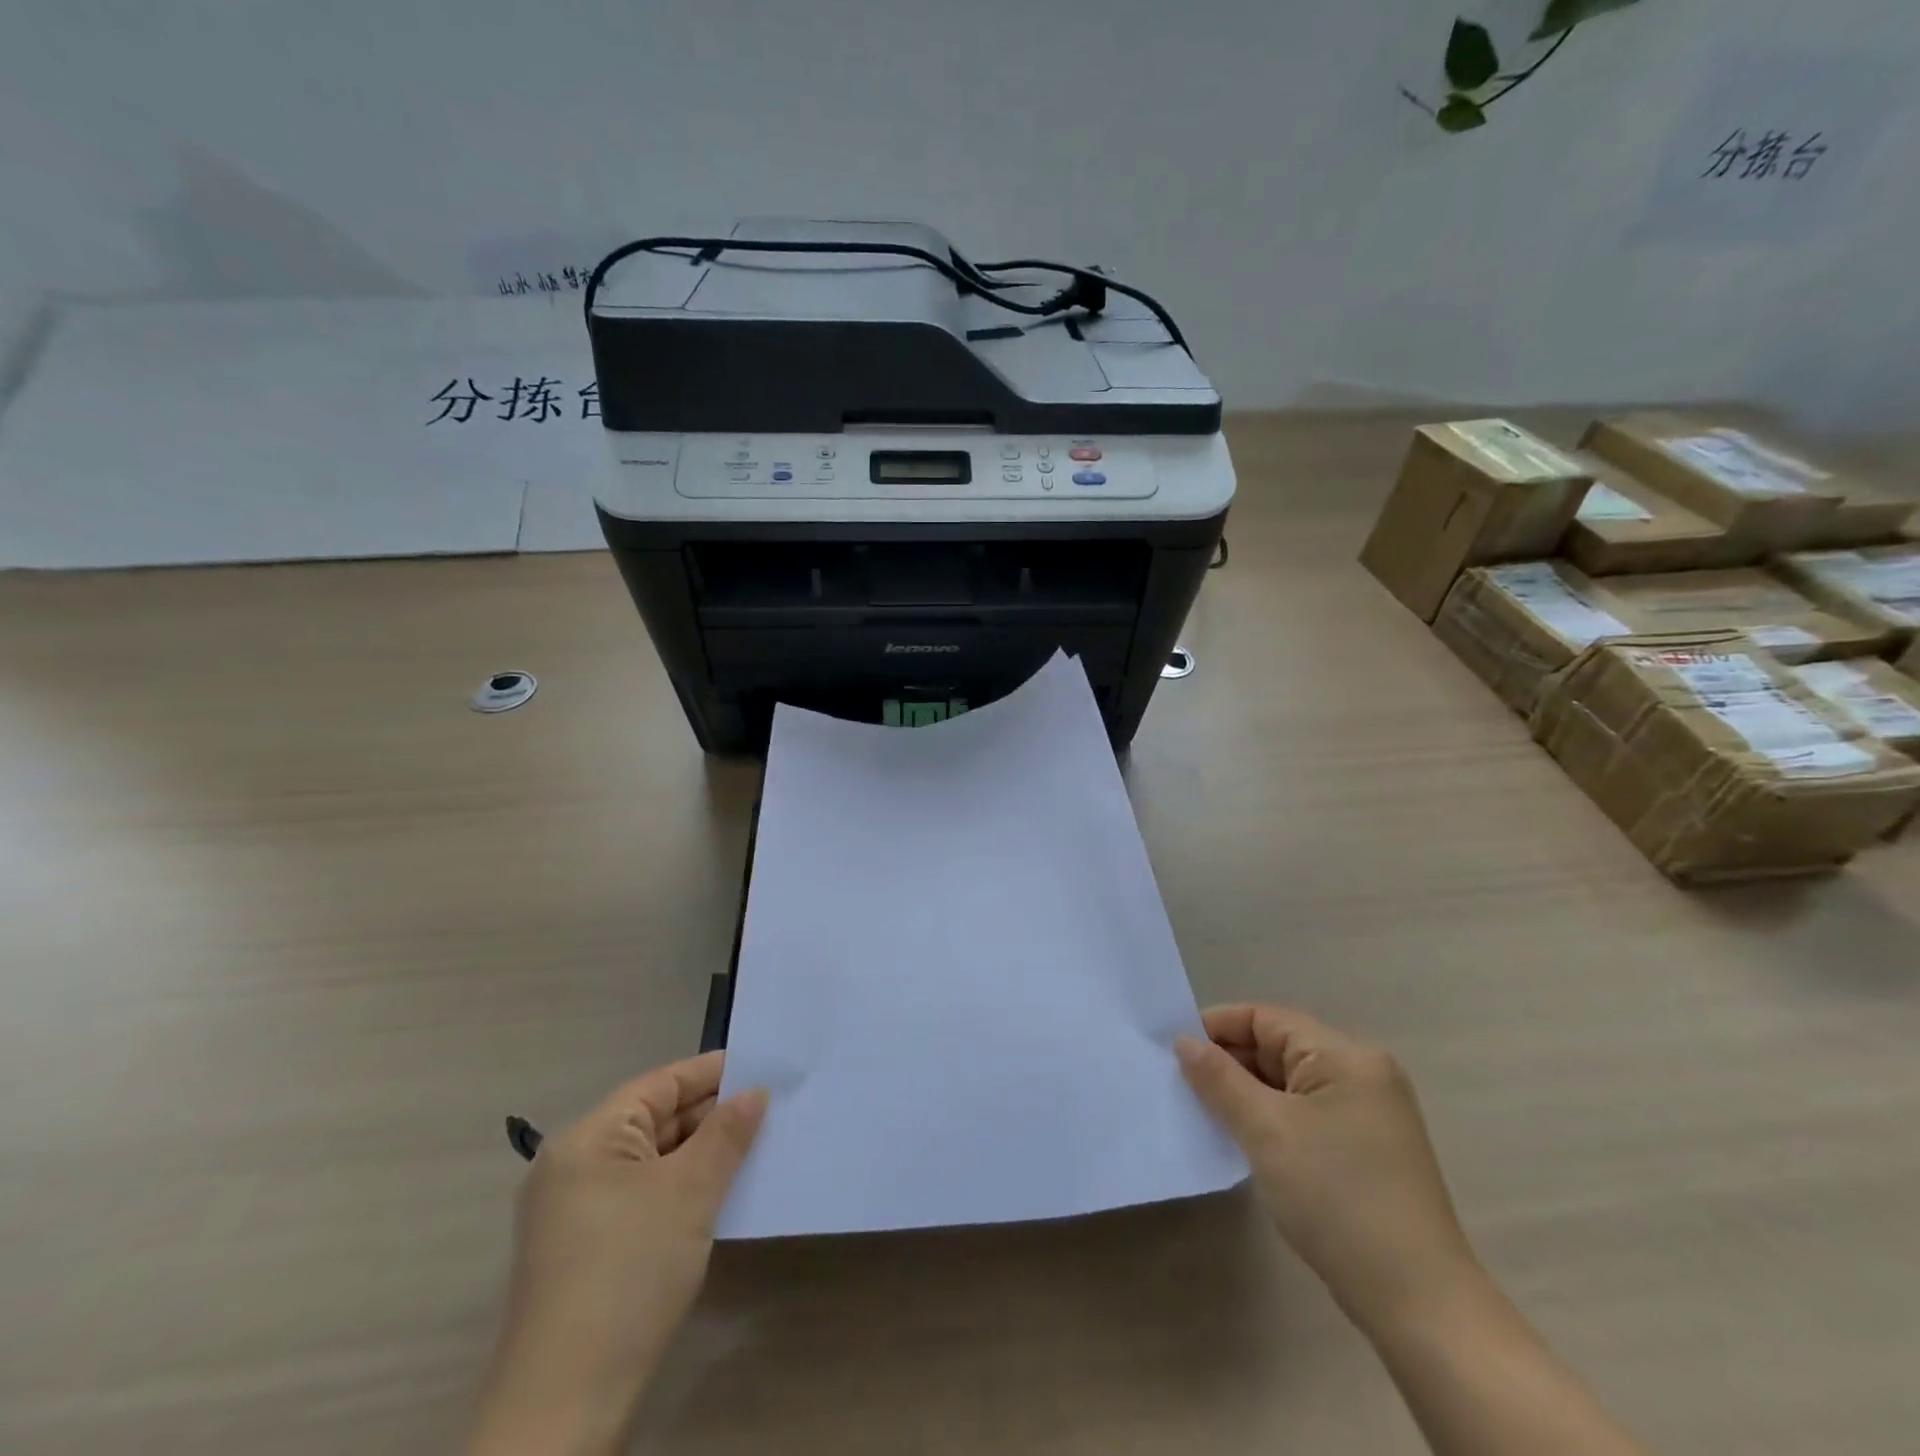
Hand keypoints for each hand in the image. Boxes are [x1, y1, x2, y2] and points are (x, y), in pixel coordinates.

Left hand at [466, 1052, 766, 1455]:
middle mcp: (574, 1164)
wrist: (563, 1405)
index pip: (660, 1084)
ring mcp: (574, 1210)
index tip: (761, 1065)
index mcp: (588, 1138)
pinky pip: (641, 1194)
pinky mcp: (583, 1249)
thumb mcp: (690, 1193)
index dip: (712, 1072)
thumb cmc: (629, 1273)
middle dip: (711, 1114)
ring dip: (700, 1153)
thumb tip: (754, 1092)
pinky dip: (680, 1186)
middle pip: (654, 1120)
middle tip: (769, 1108)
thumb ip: (726, 1134)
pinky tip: (719, 1192)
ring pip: (650, 1160)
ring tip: (755, 1145)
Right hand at [1177, 1004, 1479, 1336]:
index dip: (1216, 1027)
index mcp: (1345, 1055)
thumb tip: (1183, 1042)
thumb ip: (1219, 1078)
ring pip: (1289, 1082)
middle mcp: (1362, 1072)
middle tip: (1181, 1083)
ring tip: (1203, 1110)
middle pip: (1278, 1046)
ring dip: (1247, 1092)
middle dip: (1229, 1062)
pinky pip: (1305, 1111)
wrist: (1419, 1303)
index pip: (1265, 1018)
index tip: (1173, 1050)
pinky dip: (1271, 1117)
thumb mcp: (1266, 1130)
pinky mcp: (1367, 1147)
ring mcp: (1368, 1112)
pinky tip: (1242, 1137)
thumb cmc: (1337, 1198)